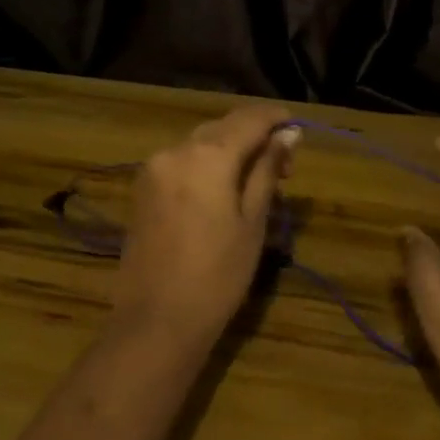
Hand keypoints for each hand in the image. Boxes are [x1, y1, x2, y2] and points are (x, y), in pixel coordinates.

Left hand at [113, 103, 298, 346]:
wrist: (156, 321)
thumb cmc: (217, 275)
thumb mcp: (253, 221)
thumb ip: (267, 170)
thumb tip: (288, 134)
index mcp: (207, 155)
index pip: (248, 119)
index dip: (275, 118)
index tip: (297, 127)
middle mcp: (175, 150)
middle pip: (222, 127)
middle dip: (253, 136)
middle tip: (284, 166)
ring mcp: (153, 168)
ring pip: (200, 143)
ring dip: (229, 149)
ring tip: (256, 180)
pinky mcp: (142, 189)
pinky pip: (181, 161)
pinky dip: (206, 164)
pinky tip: (222, 188)